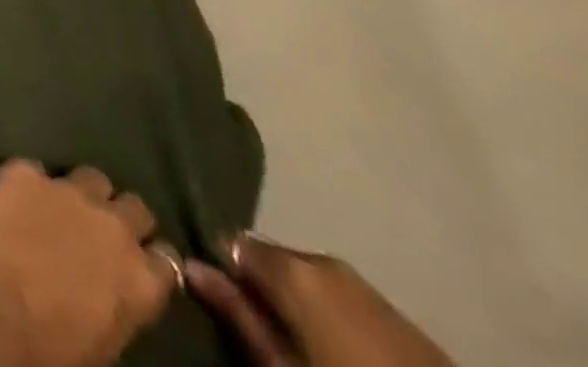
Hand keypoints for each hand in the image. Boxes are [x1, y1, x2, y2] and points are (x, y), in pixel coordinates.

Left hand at [0, 160, 182, 366]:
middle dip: (117, 212)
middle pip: (131, 202)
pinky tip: (12, 191)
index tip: (131, 255)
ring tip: (55, 200)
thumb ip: (100, 317)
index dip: (144, 253)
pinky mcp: (20, 169)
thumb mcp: (89, 350)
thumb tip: (90, 307)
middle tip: (91, 222)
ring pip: (90, 175)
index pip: (165, 254)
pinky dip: (31, 180)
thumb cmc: (40, 360)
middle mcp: (109, 225)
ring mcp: (64, 190)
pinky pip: (37, 166)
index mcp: (137, 284)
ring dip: (77, 188)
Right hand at [185, 233, 454, 366]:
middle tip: (259, 326)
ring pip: (308, 278)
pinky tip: (337, 346)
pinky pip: (343, 298)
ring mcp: (365, 283)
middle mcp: (323, 259)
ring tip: (298, 339)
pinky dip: (329, 312)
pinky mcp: (397, 312)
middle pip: (271, 259)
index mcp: (292, 265)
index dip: (220, 267)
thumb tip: (189, 264)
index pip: (230, 241)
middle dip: (260, 285)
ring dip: (295, 300)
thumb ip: (238, 314)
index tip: (216, 296)